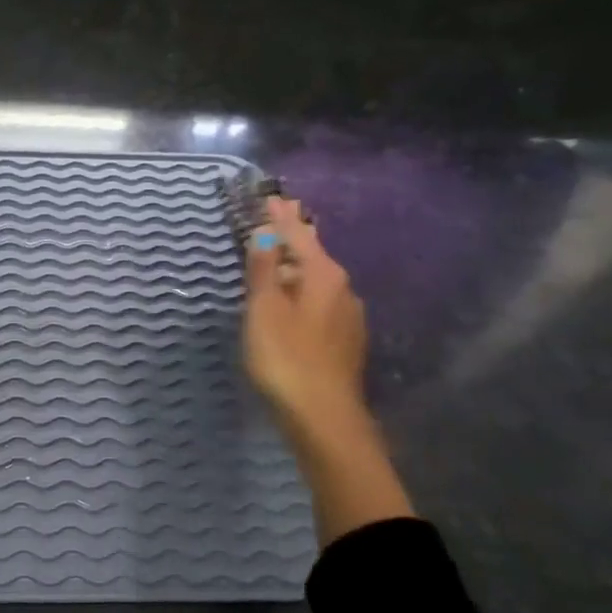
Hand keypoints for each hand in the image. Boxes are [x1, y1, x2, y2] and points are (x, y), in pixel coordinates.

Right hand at [242, 197, 368, 444]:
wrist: (322, 416)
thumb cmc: (286, 357)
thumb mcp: (264, 309)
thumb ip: (263, 269)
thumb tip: (264, 233)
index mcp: (323, 275)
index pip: (298, 235)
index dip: (280, 217)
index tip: (270, 196)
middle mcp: (343, 289)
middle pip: (312, 254)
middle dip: (293, 236)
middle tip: (277, 216)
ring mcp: (347, 316)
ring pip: (317, 280)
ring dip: (297, 265)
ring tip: (280, 255)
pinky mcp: (344, 341)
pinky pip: (319, 302)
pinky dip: (302, 290)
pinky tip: (293, 299)